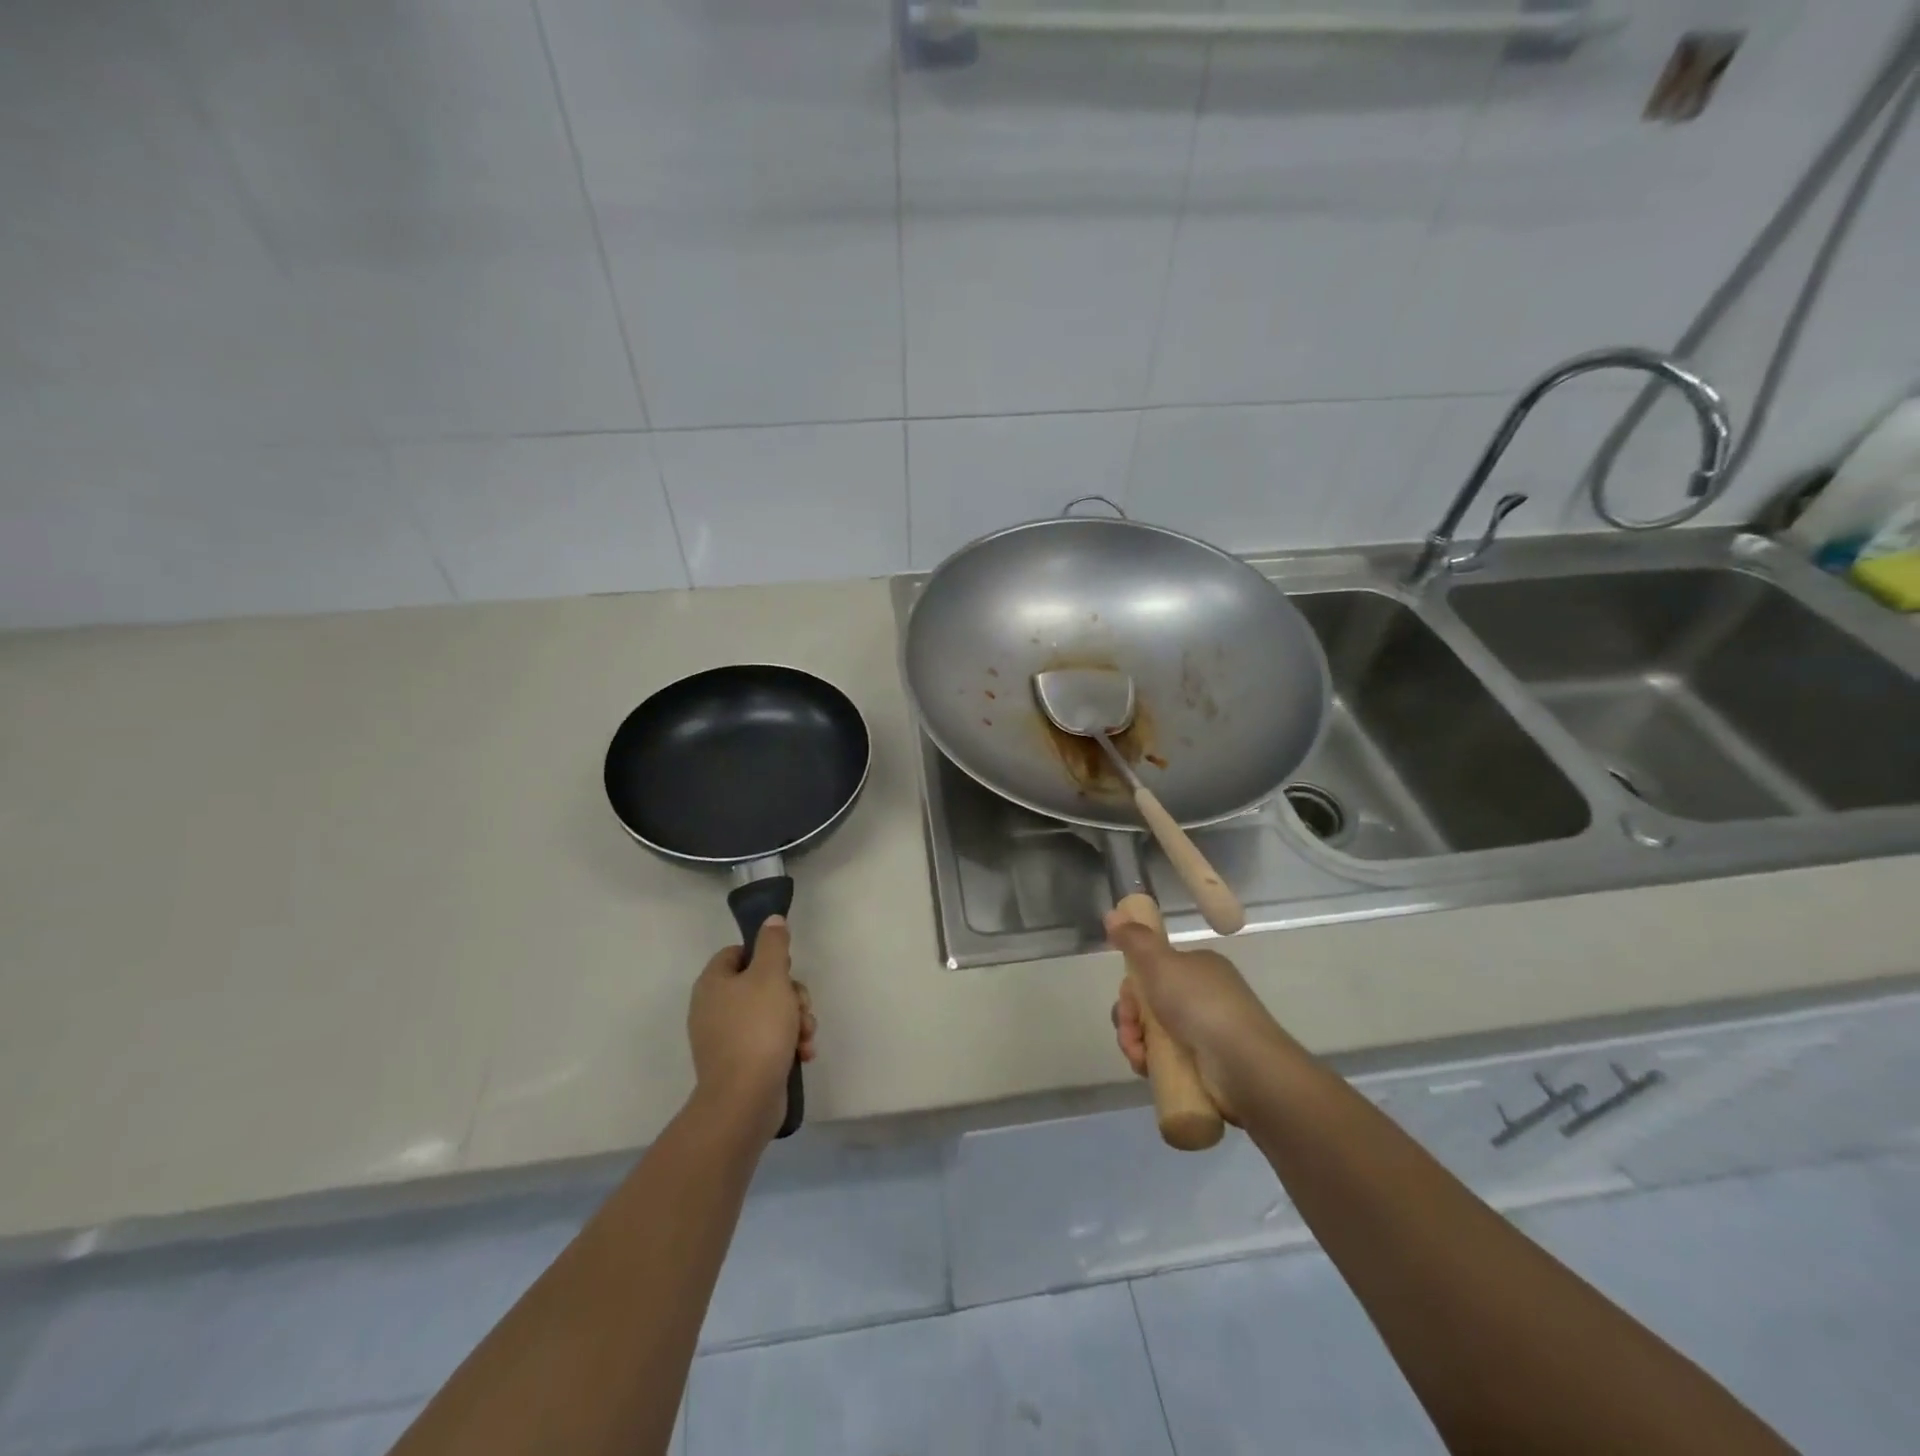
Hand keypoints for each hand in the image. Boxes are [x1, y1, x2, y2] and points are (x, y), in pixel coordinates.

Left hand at [687, 916, 815, 1140]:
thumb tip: (771, 919)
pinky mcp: (739, 1063)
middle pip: (760, 984)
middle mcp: (713, 1008)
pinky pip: (768, 1041)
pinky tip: (803, 1053)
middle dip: (791, 994)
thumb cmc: (757, 1028)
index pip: (738, 953)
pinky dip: (788, 1043)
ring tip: (806, 1035)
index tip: (787, 967)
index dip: (765, 955)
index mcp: (713, 983)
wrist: (744, 1099)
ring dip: (796, 1020)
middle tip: (802, 1006)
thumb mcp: (771, 976)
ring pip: (770, 1013)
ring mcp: (725, 1038)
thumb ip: (773, 943)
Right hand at [1107, 911, 1286, 1119]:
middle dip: (1129, 1016)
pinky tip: (1145, 1067)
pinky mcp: (1204, 1067)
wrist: (1243, 1064)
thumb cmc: (1200, 1004)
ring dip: (1134, 1041)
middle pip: (1150, 1003)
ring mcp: (1205, 1033)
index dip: (1133, 984)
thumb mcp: (1160, 962)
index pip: (1155, 970)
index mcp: (1198, 968)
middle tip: (1129, 1028)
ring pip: (1153, 1033)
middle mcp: (1203, 997)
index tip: (1126, 997)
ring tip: (1137, 1053)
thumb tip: (1112, 914)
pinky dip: (1150, 1062)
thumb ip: (1135, 940)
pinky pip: (1165, 1059)